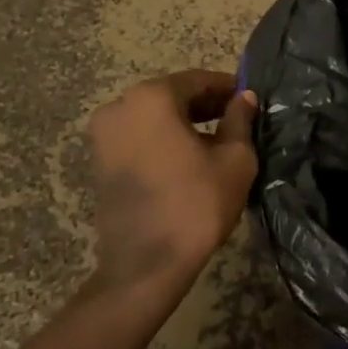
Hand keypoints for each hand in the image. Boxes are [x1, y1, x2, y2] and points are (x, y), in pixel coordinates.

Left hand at [86, 70, 258, 288]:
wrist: (145, 268)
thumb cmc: (196, 204)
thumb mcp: (235, 159)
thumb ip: (240, 120)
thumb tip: (244, 98)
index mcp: (152, 97)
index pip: (198, 80)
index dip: (227, 87)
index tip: (248, 98)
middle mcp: (120, 106)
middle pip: (172, 95)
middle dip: (205, 104)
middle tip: (236, 118)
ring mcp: (104, 134)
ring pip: (153, 116)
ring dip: (183, 122)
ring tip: (216, 140)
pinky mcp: (99, 161)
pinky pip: (138, 136)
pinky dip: (162, 139)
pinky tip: (188, 157)